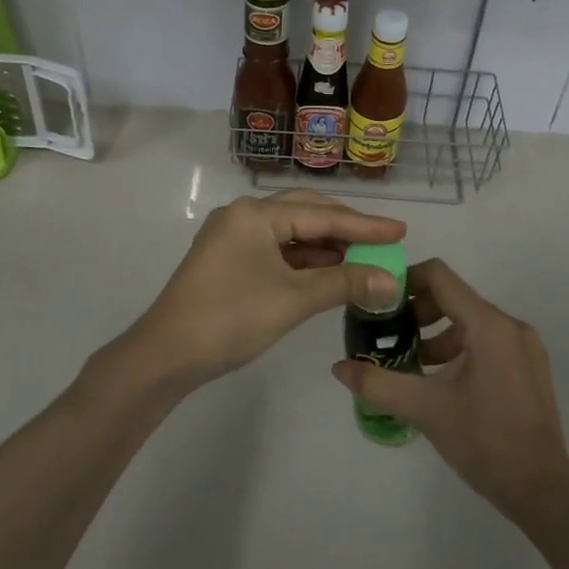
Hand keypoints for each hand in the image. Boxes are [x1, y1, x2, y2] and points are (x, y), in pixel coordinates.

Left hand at [124, 191, 404, 388]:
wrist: (167, 355)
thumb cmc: (232, 319)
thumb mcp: (294, 300)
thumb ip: (344, 284)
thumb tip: (391, 280)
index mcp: (255, 214)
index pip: (321, 214)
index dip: (364, 225)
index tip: (401, 231)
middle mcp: (242, 215)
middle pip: (304, 213)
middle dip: (344, 228)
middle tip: (382, 241)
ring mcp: (231, 237)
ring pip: (289, 232)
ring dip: (324, 246)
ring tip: (361, 259)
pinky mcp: (227, 259)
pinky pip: (274, 249)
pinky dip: (302, 260)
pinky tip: (326, 272)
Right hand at [333, 259, 568, 522]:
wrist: (542, 490)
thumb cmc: (483, 441)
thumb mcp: (424, 409)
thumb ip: (378, 383)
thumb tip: (339, 368)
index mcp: (488, 325)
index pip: (439, 277)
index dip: (405, 281)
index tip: (380, 302)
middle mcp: (510, 325)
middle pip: (454, 297)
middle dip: (419, 312)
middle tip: (391, 337)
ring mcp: (525, 346)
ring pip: (471, 320)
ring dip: (438, 333)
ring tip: (413, 364)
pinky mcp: (530, 366)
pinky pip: (488, 339)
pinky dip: (461, 347)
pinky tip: (443, 381)